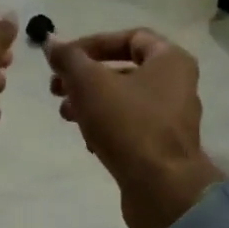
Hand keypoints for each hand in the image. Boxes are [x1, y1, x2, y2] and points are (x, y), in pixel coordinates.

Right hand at [47, 28, 222, 227]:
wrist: (162, 190)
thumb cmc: (129, 126)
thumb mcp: (90, 84)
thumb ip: (69, 59)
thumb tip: (51, 42)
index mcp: (171, 61)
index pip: (130, 37)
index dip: (93, 43)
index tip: (63, 58)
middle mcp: (177, 86)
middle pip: (124, 71)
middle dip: (85, 78)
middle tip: (55, 89)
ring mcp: (171, 120)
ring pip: (123, 102)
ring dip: (91, 104)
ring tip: (65, 116)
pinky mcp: (161, 149)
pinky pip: (130, 129)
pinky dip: (106, 129)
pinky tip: (87, 142)